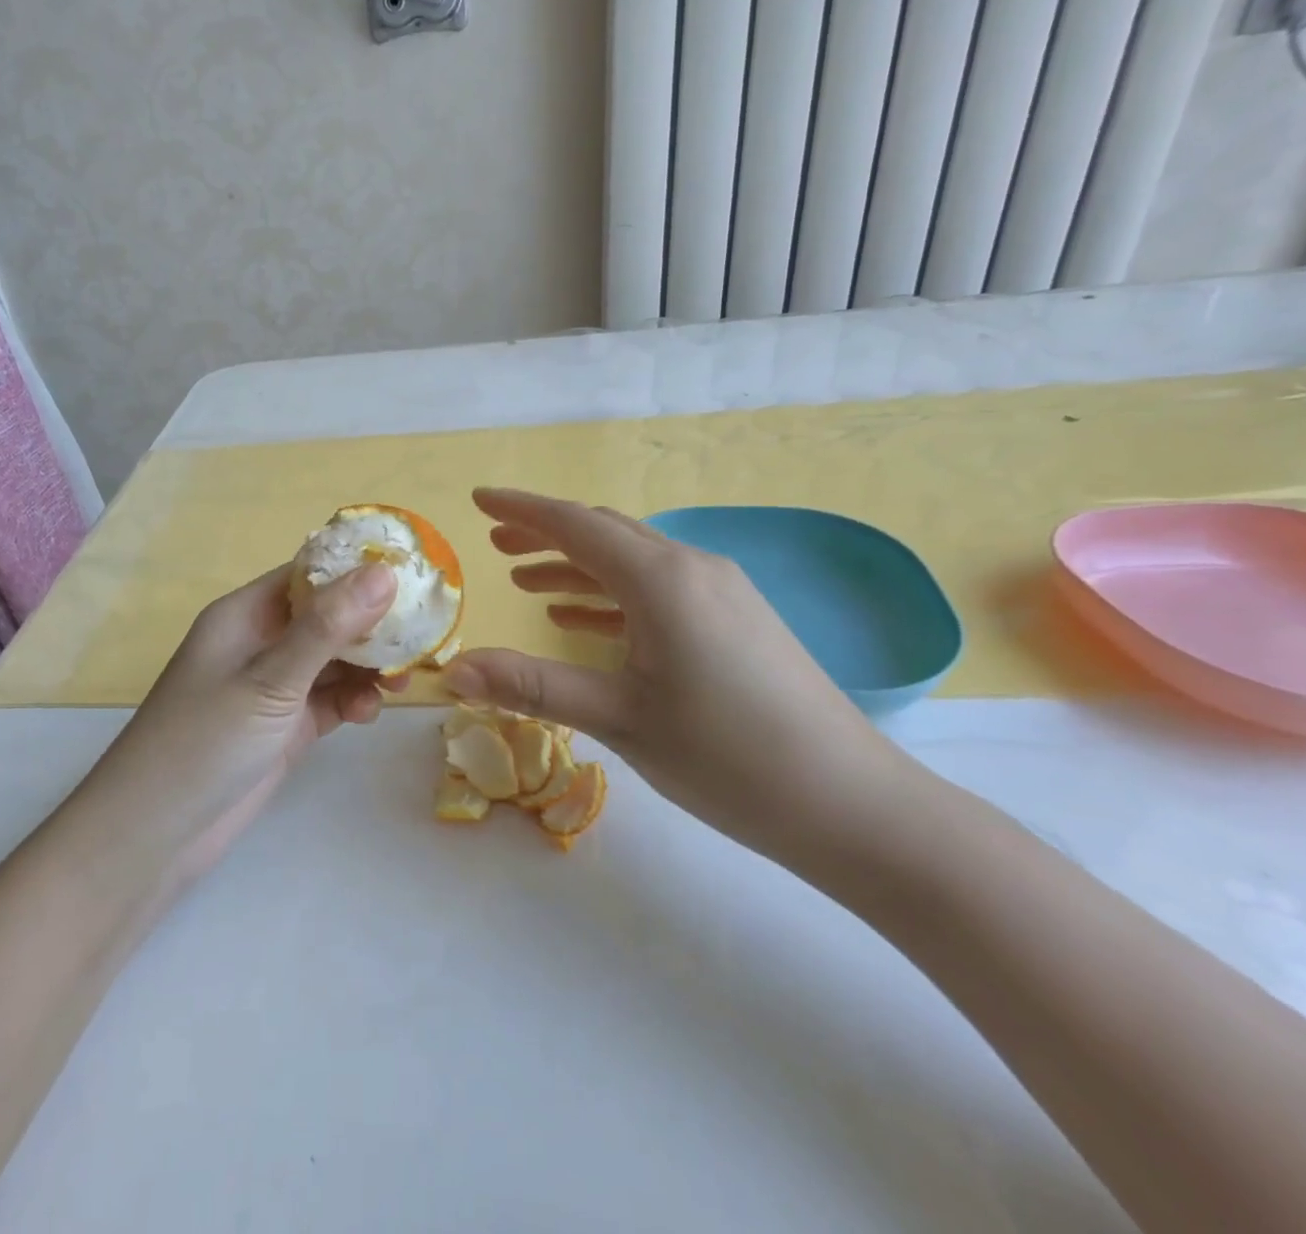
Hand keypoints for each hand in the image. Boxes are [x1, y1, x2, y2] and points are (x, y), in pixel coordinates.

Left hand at [90, 562, 402, 879]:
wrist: (155, 835)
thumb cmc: (204, 741)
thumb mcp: (270, 680)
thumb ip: (328, 628)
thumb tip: (385, 572)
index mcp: (247, 614)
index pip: (309, 574)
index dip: (356, 569)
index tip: (411, 574)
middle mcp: (262, 642)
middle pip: (328, 617)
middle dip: (372, 625)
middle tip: (422, 635)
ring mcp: (274, 687)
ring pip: (334, 660)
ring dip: (368, 667)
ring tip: (401, 681)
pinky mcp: (285, 726)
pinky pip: (330, 699)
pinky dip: (353, 701)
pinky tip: (368, 713)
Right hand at [441, 488, 913, 869]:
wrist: (853, 807)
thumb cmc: (728, 758)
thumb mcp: (620, 718)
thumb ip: (532, 687)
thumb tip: (452, 672)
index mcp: (661, 579)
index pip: (575, 525)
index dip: (522, 509)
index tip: (479, 499)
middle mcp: (692, 568)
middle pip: (604, 534)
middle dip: (546, 534)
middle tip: (496, 543)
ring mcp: (721, 593)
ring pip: (632, 562)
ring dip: (577, 567)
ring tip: (527, 581)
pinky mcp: (736, 621)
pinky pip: (658, 591)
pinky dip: (612, 596)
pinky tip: (584, 621)